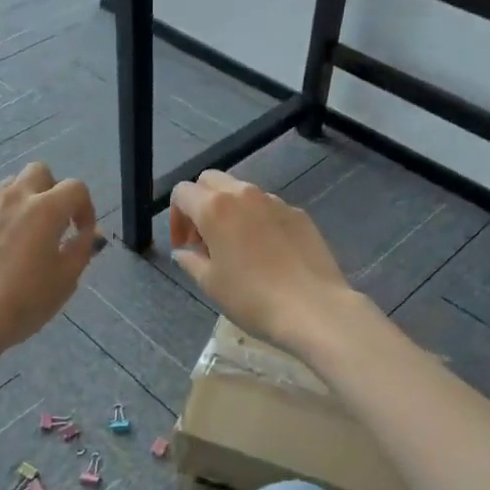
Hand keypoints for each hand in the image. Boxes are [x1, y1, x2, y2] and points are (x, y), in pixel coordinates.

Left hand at [0, 161, 98, 371]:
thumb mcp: (65, 281)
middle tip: (51, 224)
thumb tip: (89, 232)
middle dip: (51, 191)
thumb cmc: (22, 303)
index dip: (85, 208)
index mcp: (45, 209)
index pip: (75, 188)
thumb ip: (82, 248)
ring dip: (20, 204)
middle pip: (39, 172)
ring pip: (7, 188)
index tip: (81, 233)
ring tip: (18, 238)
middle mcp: (13, 197)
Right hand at [169, 170, 359, 357]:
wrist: (313, 308)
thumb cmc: (252, 298)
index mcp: (215, 208)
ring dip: (229, 210)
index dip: (176, 217)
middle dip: (200, 203)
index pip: (182, 193)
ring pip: (242, 192)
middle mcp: (244, 194)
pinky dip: (257, 220)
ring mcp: (275, 202)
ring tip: (235, 246)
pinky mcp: (299, 214)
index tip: (183, 246)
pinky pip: (269, 208)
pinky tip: (266, 252)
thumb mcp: (211, 284)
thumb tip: (184, 252)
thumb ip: (191, 261)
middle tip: (203, 239)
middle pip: (211, 181)